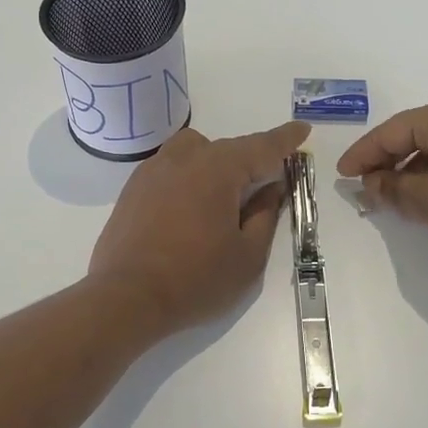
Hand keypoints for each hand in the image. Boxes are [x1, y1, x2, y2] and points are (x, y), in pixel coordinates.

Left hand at [88, 120, 310, 336]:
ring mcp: (152, 171)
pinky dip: (188, 177)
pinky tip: (189, 209)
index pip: (261, 147)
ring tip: (223, 197)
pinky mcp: (132, 189)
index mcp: (217, 169)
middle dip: (250, 161)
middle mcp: (184, 159)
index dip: (285, 139)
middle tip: (266, 184)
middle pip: (227, 148)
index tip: (302, 129)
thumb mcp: (247, 255)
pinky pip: (170, 169)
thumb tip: (270, 188)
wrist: (125, 298)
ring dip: (215, 164)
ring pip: (194, 151)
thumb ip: (265, 215)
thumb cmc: (195, 279)